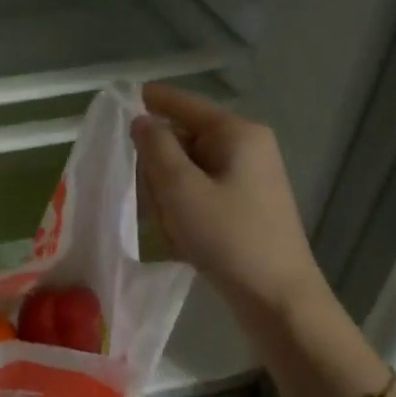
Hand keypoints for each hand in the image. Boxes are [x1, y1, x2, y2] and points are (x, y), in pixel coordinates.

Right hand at [131, 83, 326, 312]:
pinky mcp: (246, 204)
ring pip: (189, 171)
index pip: (184, 104)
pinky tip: (184, 239)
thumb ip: (156, 148)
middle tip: (151, 201)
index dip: (151, 101)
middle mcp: (247, 147)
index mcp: (237, 133)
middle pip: (183, 140)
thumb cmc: (228, 237)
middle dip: (159, 168)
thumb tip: (141, 120)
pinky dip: (185, 211)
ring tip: (172, 229)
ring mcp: (249, 177)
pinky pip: (201, 194)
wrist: (277, 296)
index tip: (119, 100)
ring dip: (170, 196)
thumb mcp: (181, 190)